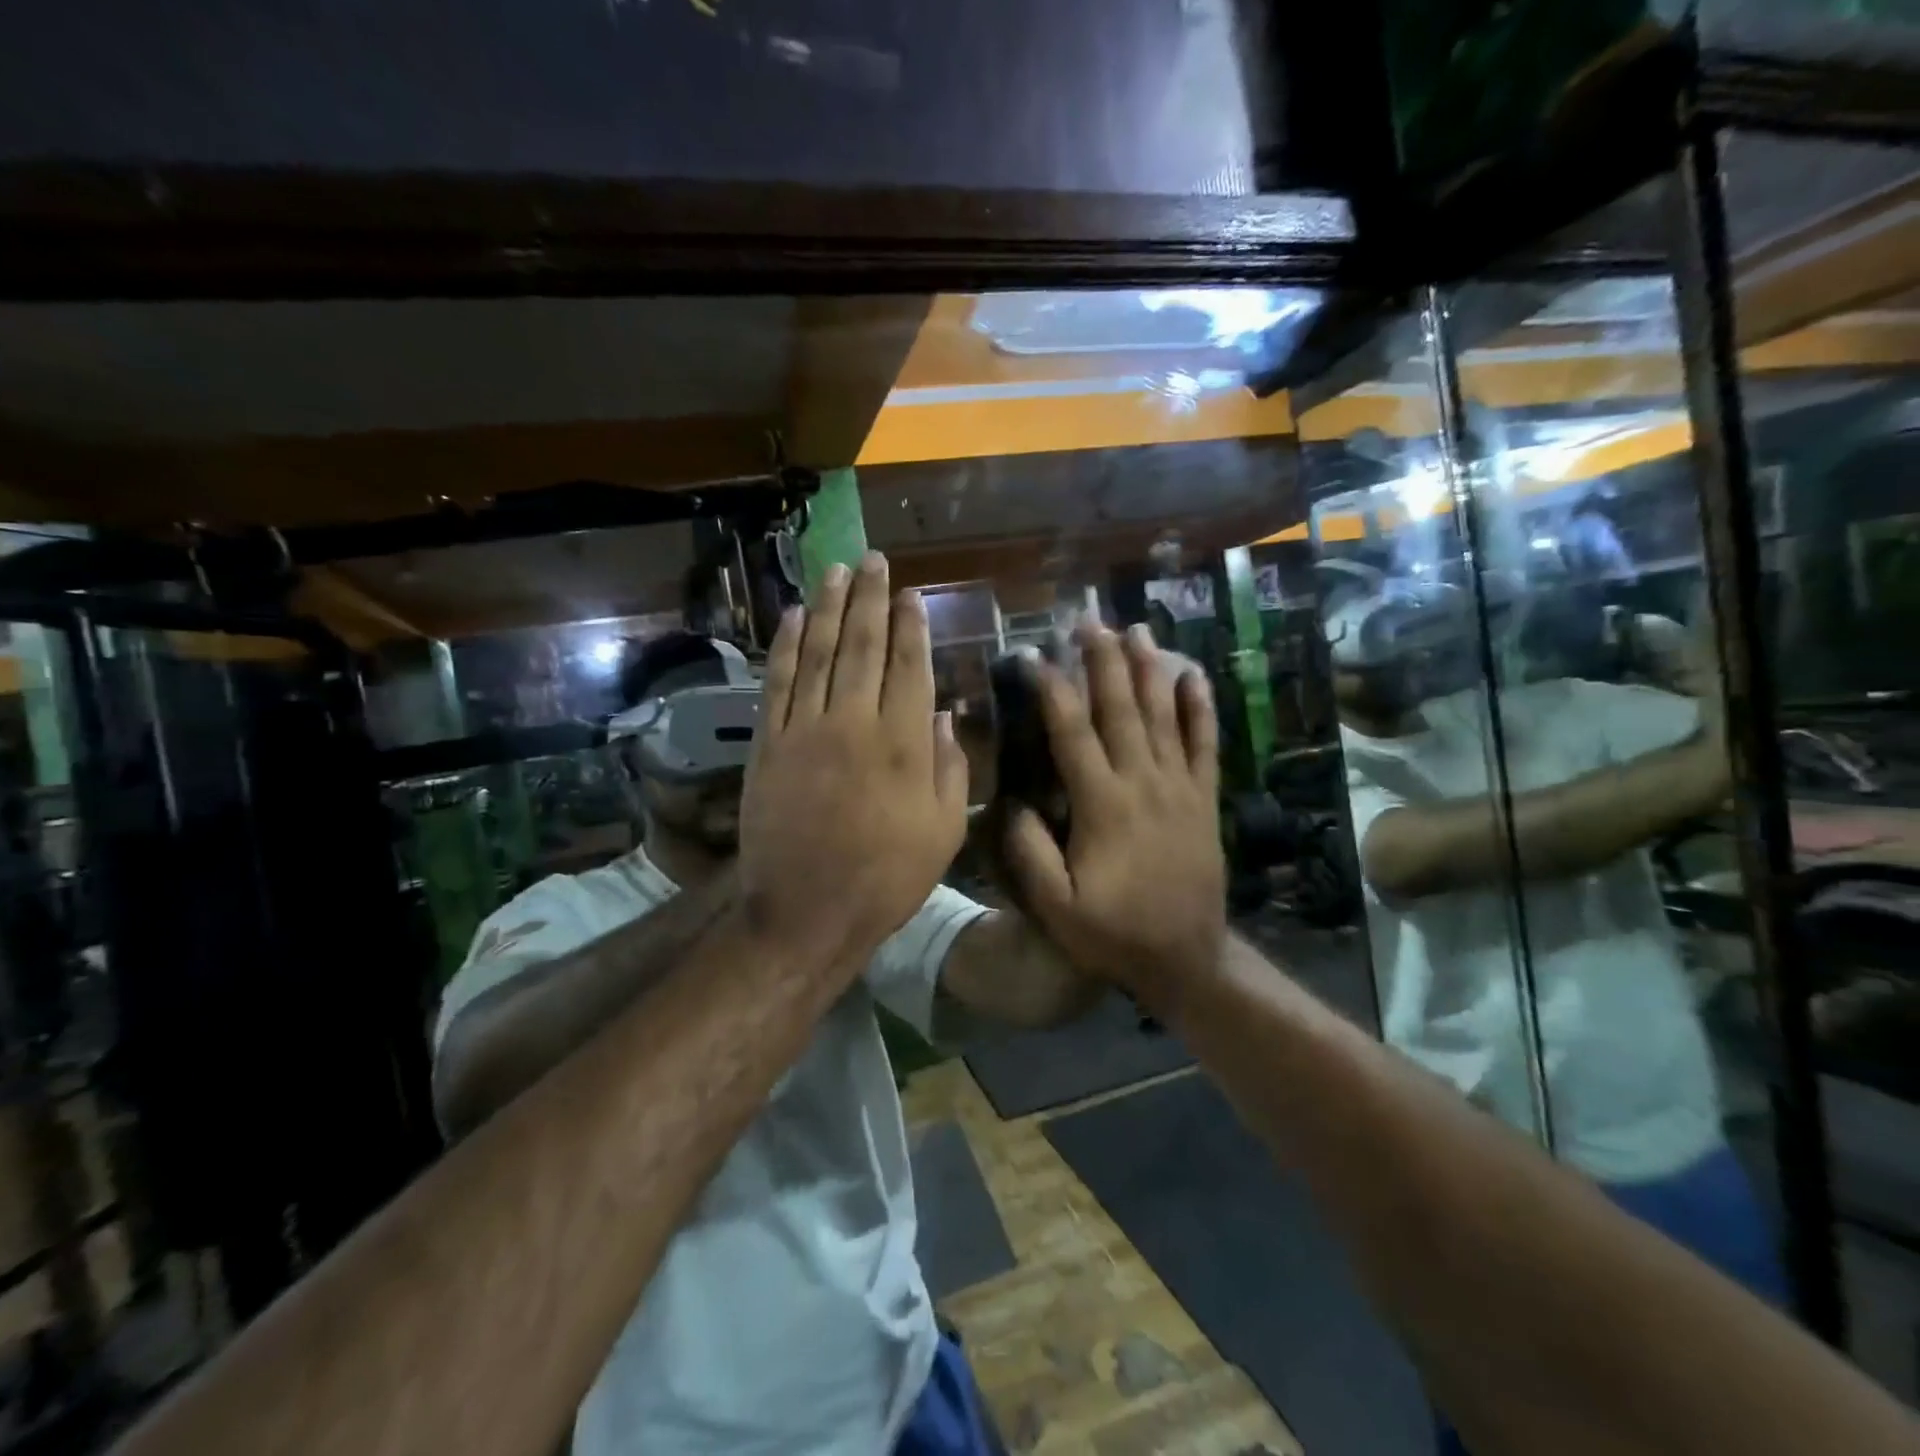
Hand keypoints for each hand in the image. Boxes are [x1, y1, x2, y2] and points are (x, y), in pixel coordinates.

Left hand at [739, 552, 969, 968]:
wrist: (807, 913)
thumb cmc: (887, 878)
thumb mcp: (945, 831)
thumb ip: (950, 767)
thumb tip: (945, 714)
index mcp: (905, 743)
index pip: (910, 666)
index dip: (911, 625)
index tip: (910, 593)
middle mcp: (855, 723)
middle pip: (863, 646)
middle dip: (870, 598)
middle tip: (873, 560)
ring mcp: (806, 730)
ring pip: (817, 653)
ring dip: (827, 607)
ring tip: (835, 571)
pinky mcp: (768, 744)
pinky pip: (777, 683)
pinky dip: (784, 645)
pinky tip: (790, 617)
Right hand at [1003, 622, 1224, 1007]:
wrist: (1187, 957)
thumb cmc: (1114, 933)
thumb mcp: (1057, 907)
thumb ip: (1031, 854)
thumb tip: (1017, 802)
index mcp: (1102, 805)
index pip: (1072, 733)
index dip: (1051, 690)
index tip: (1033, 655)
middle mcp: (1142, 783)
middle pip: (1120, 709)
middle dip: (1102, 661)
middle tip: (1088, 621)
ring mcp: (1179, 787)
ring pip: (1163, 715)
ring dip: (1148, 670)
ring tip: (1136, 630)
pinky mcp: (1203, 799)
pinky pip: (1205, 744)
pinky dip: (1200, 708)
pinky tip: (1194, 676)